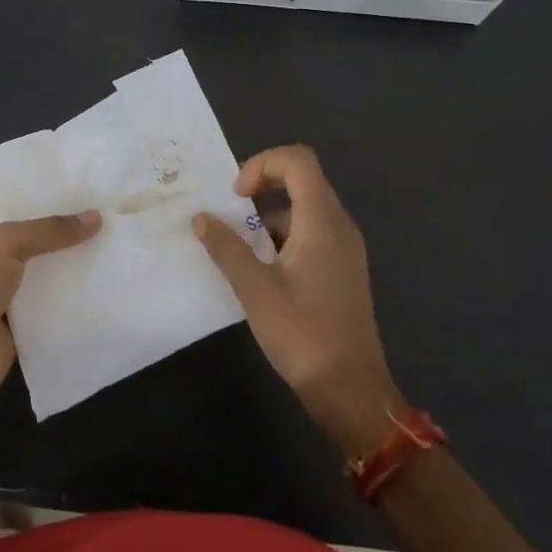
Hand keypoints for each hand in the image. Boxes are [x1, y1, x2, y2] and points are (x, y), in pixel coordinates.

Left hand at [0, 211, 100, 407]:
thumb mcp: (5, 245)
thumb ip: (49, 230)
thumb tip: (96, 217)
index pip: (21, 211)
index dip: (52, 202)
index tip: (91, 193)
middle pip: (41, 243)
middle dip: (71, 235)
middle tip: (115, 219)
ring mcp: (11, 296)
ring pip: (52, 275)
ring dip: (79, 267)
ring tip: (122, 248)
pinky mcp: (26, 326)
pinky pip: (58, 307)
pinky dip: (78, 300)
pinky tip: (111, 286)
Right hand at [193, 145, 402, 453]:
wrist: (351, 390)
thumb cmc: (302, 332)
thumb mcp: (254, 288)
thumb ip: (226, 247)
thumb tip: (201, 218)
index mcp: (322, 220)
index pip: (298, 160)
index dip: (262, 163)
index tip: (235, 195)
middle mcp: (339, 225)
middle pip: (303, 180)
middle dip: (262, 186)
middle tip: (231, 212)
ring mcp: (345, 248)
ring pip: (305, 209)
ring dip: (269, 216)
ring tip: (239, 248)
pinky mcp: (343, 269)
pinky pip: (312, 234)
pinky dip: (283, 237)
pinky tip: (261, 270)